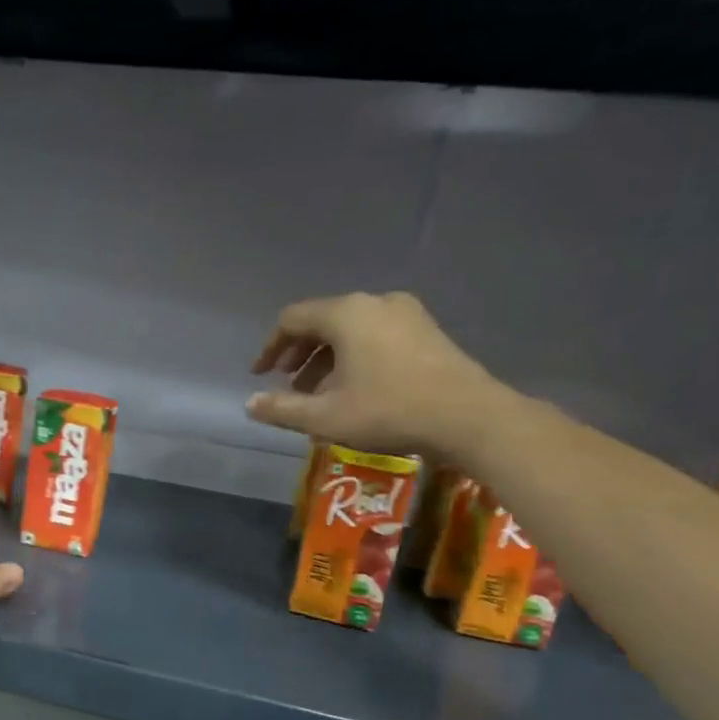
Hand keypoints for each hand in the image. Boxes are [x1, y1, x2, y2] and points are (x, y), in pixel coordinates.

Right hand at [246, 292, 500, 457]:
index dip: (271, 347)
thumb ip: (281, 409)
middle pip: (322, 321)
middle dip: (299, 354)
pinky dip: (354, 356)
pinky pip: (376, 335)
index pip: (292, 319)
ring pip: (350, 329)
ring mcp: (406, 313)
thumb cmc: (388, 411)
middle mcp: (375, 302)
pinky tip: (355, 388)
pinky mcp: (427, 330)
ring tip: (319, 394)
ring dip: (327, 359)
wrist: (468, 417)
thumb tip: (250, 404)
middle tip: (288, 386)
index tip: (260, 375)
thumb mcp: (324, 417)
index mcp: (346, 313)